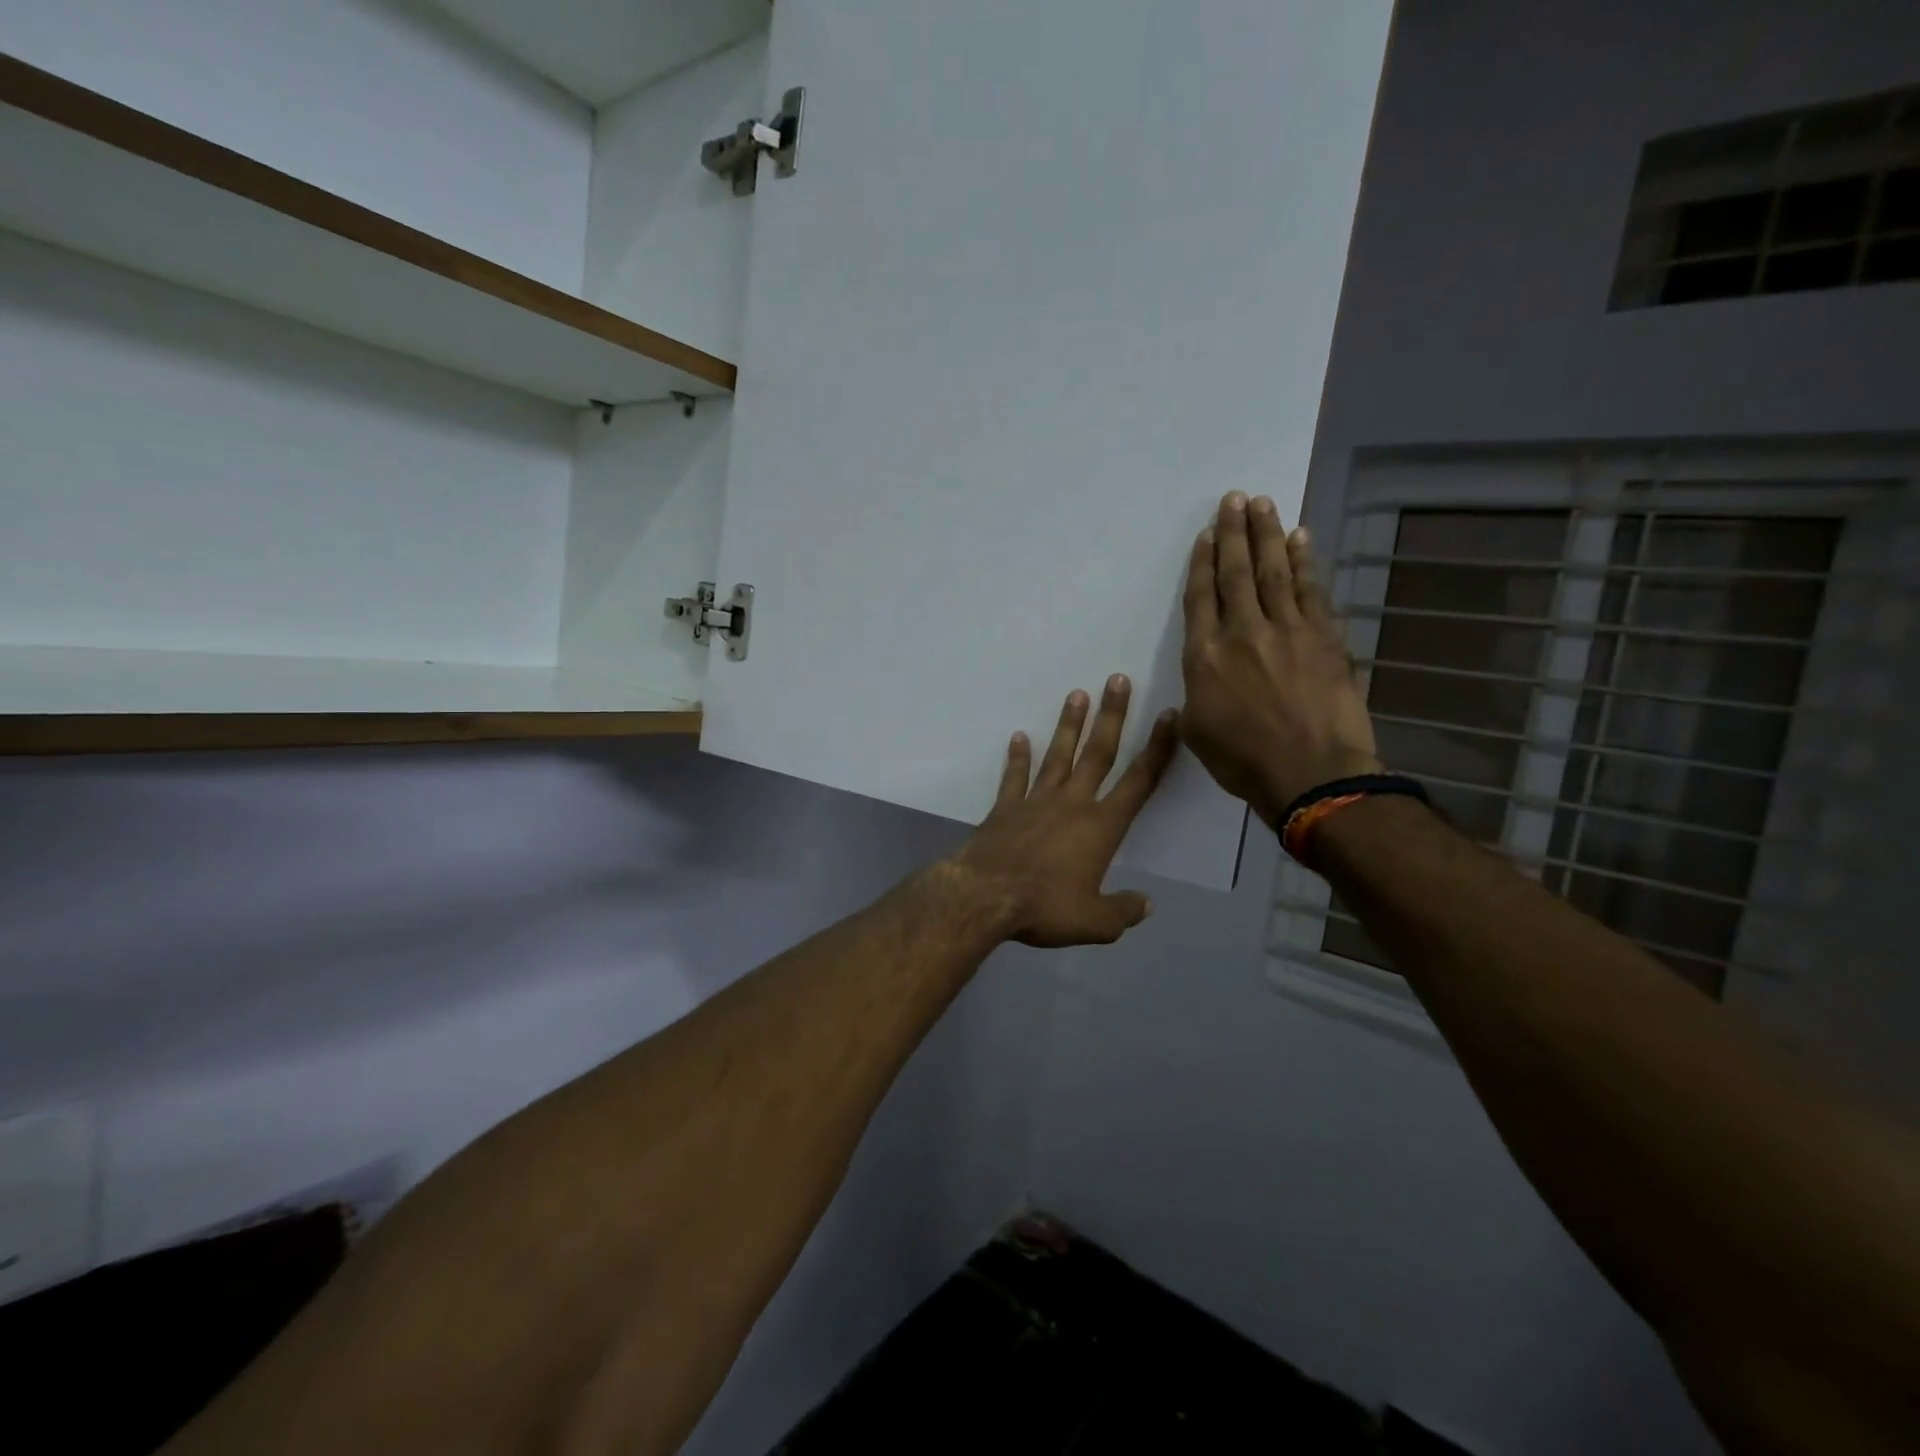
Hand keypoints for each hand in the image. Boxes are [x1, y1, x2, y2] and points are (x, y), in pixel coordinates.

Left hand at [946, 677, 1177, 947]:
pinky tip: (1019, 737)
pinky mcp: (1005, 807)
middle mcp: (1072, 803)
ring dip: (1069, 725)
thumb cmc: (1045, 907)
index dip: (1158, 749)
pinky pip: (1014, 776)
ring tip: (1077, 694)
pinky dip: (1017, 757)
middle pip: (1098, 753)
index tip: (1169, 717)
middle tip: (1118, 679)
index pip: (1139, 782)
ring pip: (1058, 755)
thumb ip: (1123, 912)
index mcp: (1101, 827)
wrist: (984, 897)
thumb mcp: (1094, 923)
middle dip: (1112, 716)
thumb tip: (1147, 905)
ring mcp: (1035, 800)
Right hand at [1181, 491, 1380, 826]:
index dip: (1202, 563)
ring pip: (1273, 572)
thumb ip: (1195, 695)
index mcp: (1205, 657)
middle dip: (1233, 533)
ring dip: (1267, 534)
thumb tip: (1202, 677)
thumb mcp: (1197, 732)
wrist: (1312, 774)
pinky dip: (1304, 562)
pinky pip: (1310, 590)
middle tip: (1233, 498)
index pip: (1201, 598)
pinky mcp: (1324, 638)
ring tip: (1262, 503)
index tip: (1205, 534)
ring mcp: (1287, 631)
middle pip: (1236, 573)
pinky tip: (1300, 540)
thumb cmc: (1244, 761)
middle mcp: (1243, 633)